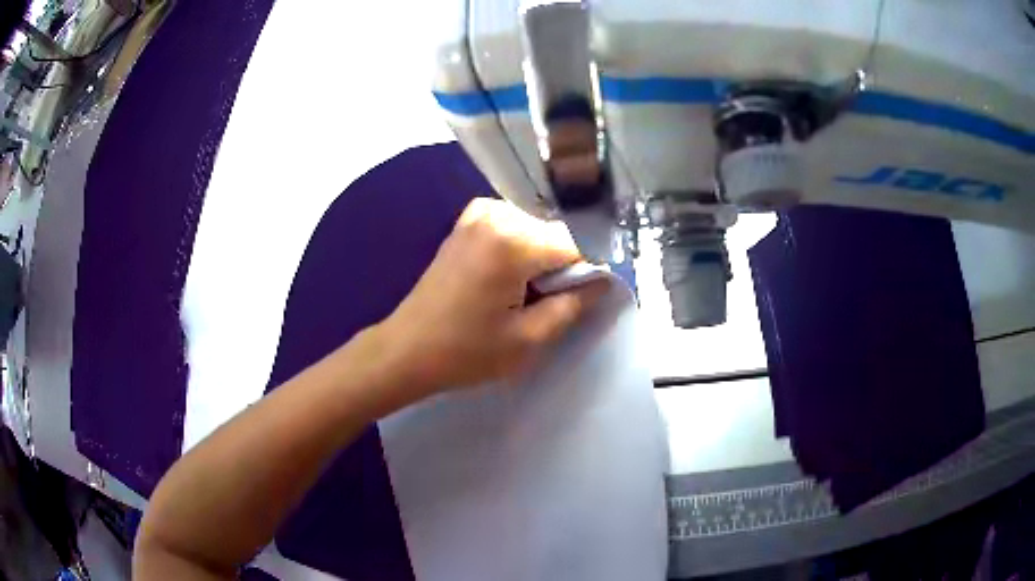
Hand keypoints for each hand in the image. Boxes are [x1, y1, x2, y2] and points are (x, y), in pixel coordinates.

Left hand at [376, 197, 608, 400]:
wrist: (406, 350)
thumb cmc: (466, 352)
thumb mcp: (529, 339)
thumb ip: (573, 305)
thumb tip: (604, 282)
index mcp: (512, 241)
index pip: (577, 245)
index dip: (587, 273)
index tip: (582, 300)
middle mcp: (496, 214)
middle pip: (555, 235)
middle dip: (561, 267)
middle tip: (543, 304)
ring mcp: (478, 214)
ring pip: (536, 231)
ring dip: (540, 260)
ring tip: (520, 296)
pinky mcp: (466, 222)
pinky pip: (513, 228)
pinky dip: (520, 250)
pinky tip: (505, 278)